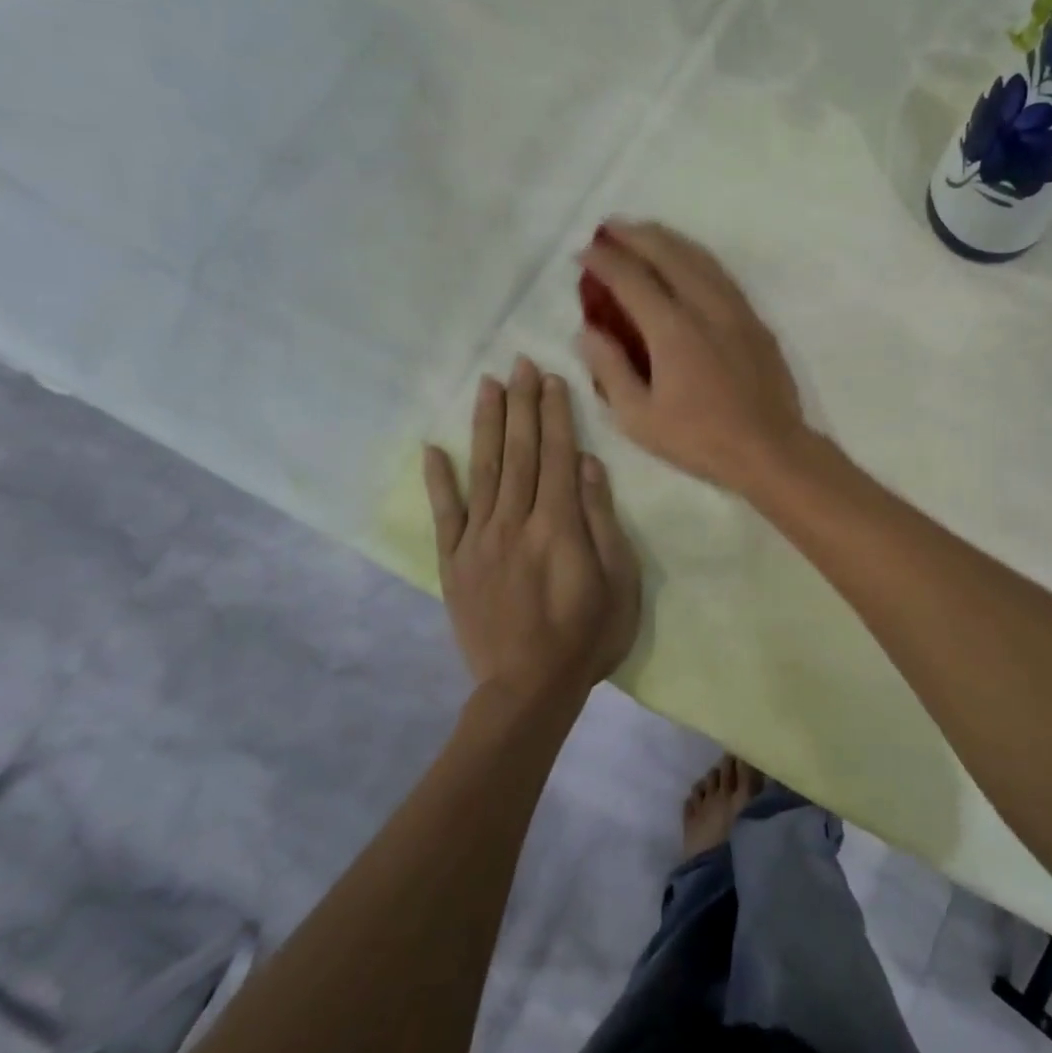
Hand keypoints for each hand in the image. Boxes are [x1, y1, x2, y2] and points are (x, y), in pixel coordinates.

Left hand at [424, 358, 640, 702]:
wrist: (528, 688)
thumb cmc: (587, 636)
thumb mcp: (618, 582)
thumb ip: (601, 521)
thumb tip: (589, 465)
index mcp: (558, 525)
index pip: (556, 455)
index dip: (554, 414)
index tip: (549, 378)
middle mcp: (515, 521)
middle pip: (519, 452)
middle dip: (521, 404)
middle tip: (519, 363)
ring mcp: (479, 540)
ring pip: (483, 470)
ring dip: (486, 425)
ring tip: (487, 386)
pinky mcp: (455, 563)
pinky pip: (445, 514)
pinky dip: (438, 480)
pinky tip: (433, 449)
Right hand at [576, 220, 810, 495]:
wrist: (771, 450)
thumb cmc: (700, 440)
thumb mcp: (639, 418)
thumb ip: (609, 369)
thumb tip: (586, 331)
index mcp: (673, 330)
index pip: (631, 278)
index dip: (604, 260)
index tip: (583, 253)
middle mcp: (706, 307)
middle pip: (668, 253)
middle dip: (636, 235)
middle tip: (610, 229)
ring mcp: (737, 311)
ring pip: (700, 258)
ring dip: (669, 240)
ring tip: (646, 234)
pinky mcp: (756, 322)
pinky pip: (722, 276)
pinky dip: (698, 259)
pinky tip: (689, 262)